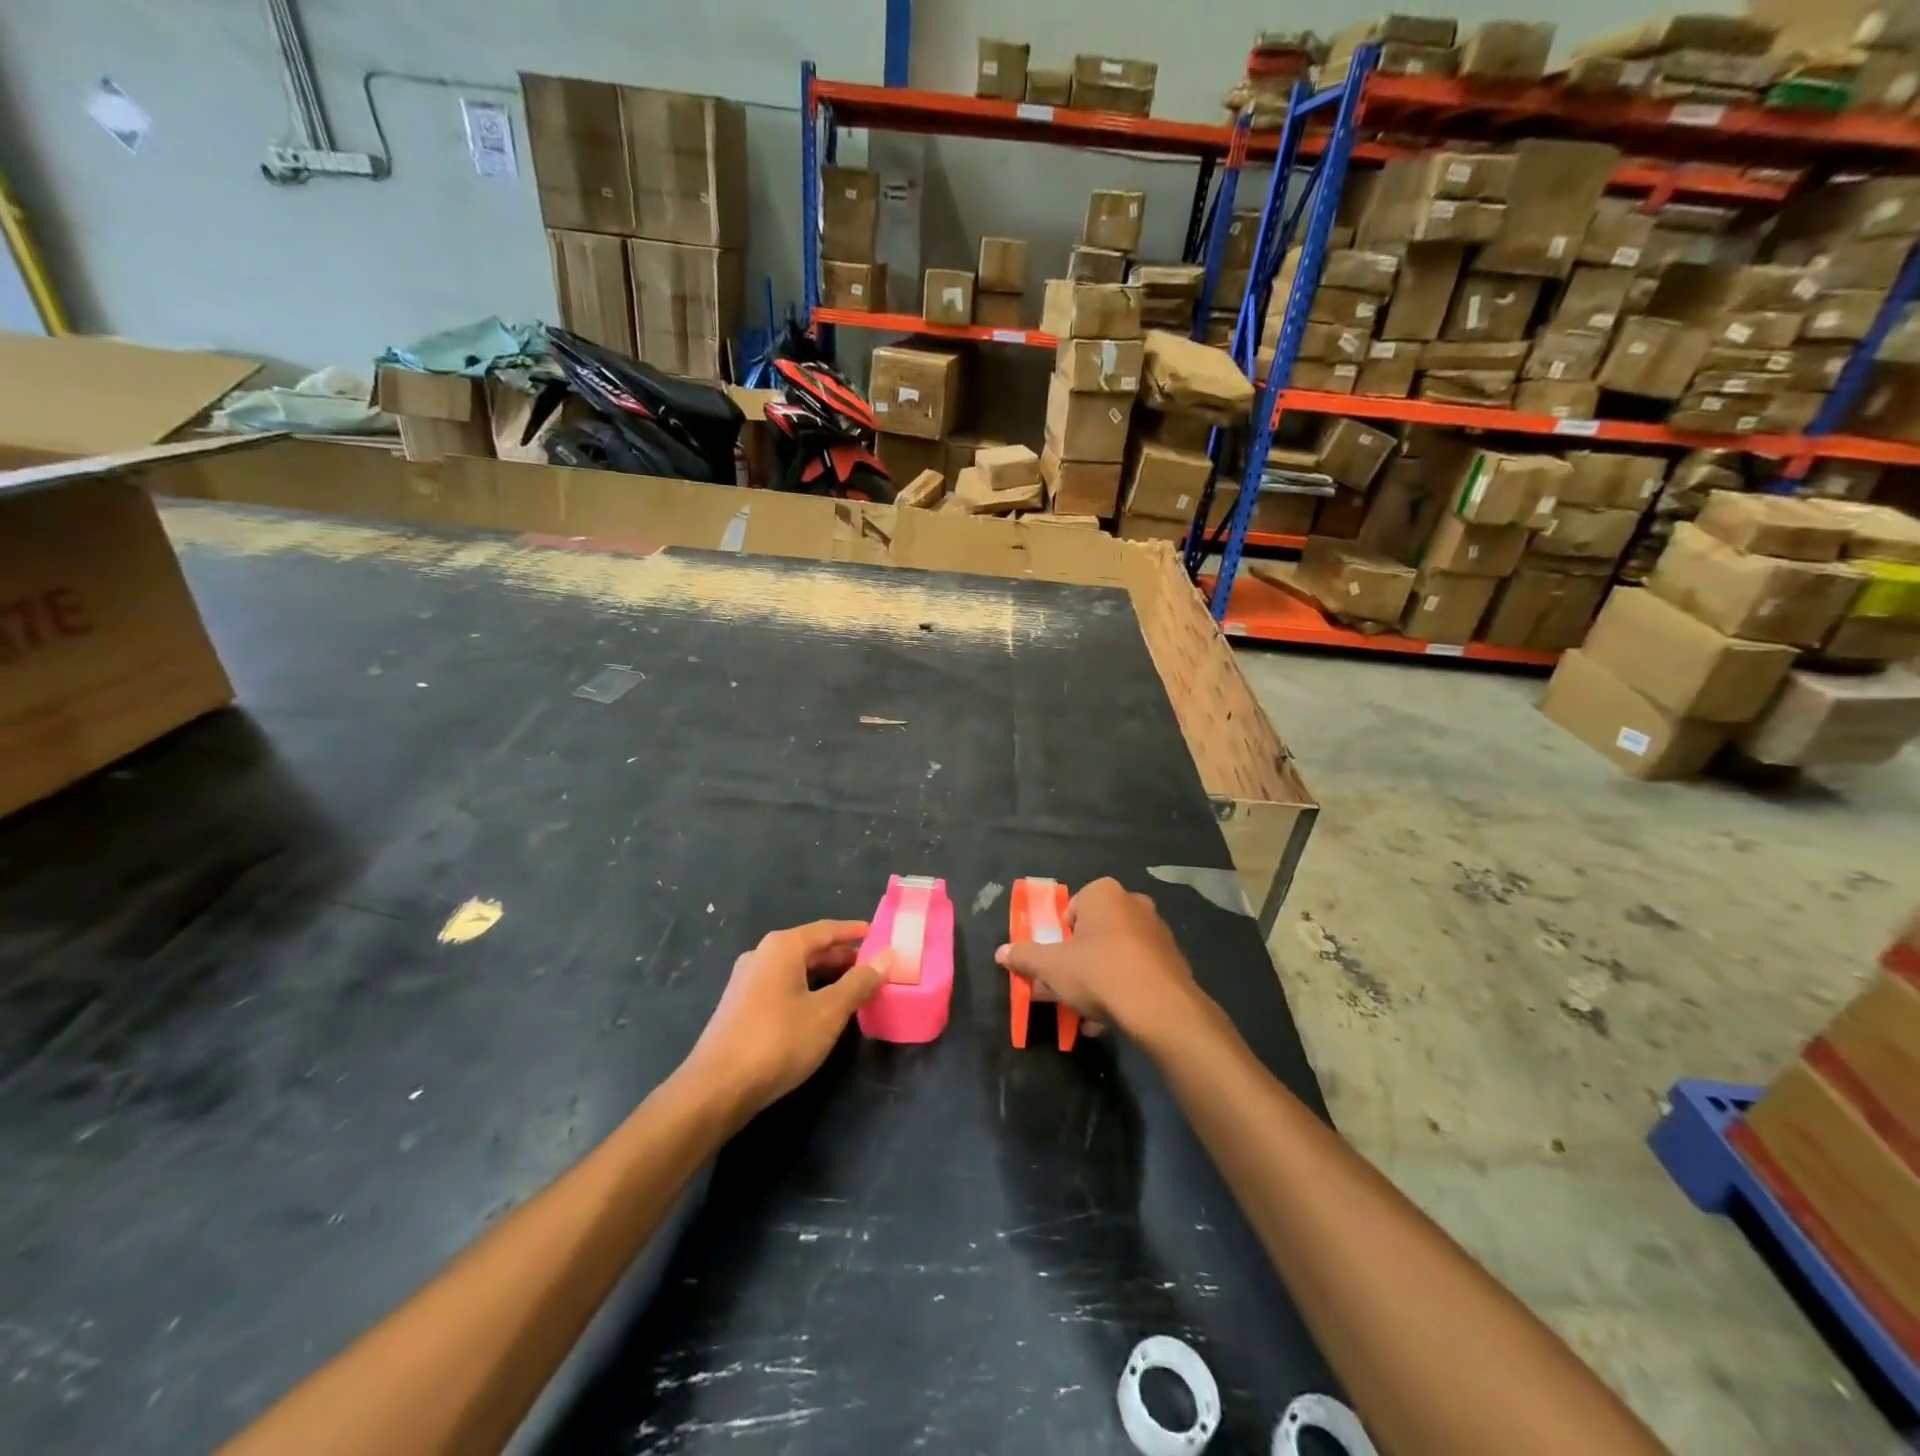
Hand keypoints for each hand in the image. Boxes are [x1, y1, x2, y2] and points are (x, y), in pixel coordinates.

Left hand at [686, 920, 889, 1121]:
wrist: (716, 1088)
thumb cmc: (778, 1040)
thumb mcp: (828, 1012)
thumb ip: (859, 982)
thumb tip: (886, 956)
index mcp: (782, 947)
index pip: (827, 929)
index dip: (854, 931)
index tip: (879, 934)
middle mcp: (762, 955)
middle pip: (810, 947)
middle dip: (842, 956)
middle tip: (872, 966)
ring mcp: (747, 981)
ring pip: (795, 969)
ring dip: (825, 975)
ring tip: (853, 988)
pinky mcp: (740, 1006)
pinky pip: (782, 986)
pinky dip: (807, 990)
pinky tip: (820, 1010)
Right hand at [994, 878, 1197, 1036]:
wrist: (1160, 1007)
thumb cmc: (1099, 972)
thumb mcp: (1051, 966)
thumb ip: (1024, 957)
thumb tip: (1000, 952)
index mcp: (1104, 893)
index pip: (1072, 910)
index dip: (1060, 938)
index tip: (1056, 964)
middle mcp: (1134, 903)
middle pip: (1095, 932)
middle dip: (1080, 960)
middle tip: (1069, 987)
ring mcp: (1158, 931)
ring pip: (1117, 954)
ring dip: (1101, 978)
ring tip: (1089, 1011)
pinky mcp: (1174, 960)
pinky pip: (1139, 971)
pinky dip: (1124, 989)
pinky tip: (1113, 1018)